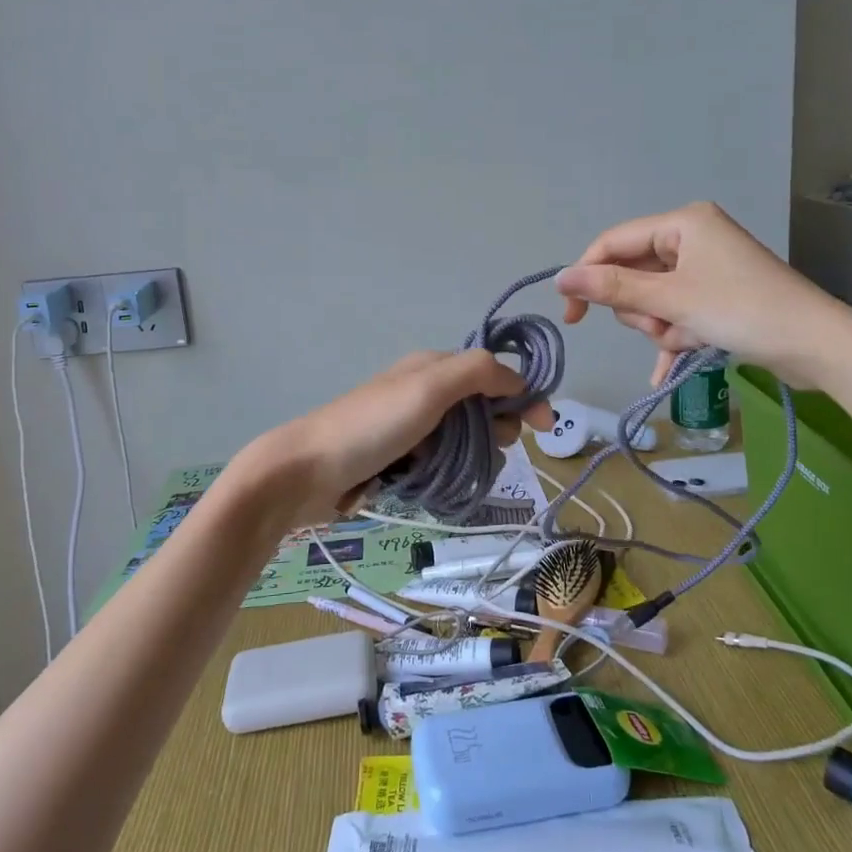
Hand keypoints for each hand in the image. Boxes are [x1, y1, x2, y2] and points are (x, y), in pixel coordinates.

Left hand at [236, 351, 555, 528]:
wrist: (307, 470)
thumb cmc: (372, 425)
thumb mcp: (428, 388)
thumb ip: (477, 372)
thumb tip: (519, 380)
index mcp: (432, 367)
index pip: (494, 373)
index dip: (522, 396)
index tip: (544, 429)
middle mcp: (424, 392)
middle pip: (483, 409)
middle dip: (496, 430)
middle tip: (485, 450)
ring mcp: (410, 428)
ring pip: (466, 440)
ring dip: (473, 456)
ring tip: (456, 472)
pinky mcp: (399, 459)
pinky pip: (443, 463)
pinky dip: (450, 472)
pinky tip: (440, 484)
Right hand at [556, 200, 851, 388]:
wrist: (818, 345)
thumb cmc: (742, 310)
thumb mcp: (671, 299)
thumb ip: (613, 288)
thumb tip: (560, 278)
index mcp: (682, 224)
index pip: (614, 243)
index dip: (588, 276)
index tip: (573, 315)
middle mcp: (693, 238)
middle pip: (634, 273)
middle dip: (641, 308)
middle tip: (660, 327)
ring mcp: (707, 268)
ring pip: (654, 298)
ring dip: (661, 325)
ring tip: (686, 339)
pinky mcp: (718, 296)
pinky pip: (678, 312)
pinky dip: (673, 337)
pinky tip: (666, 369)